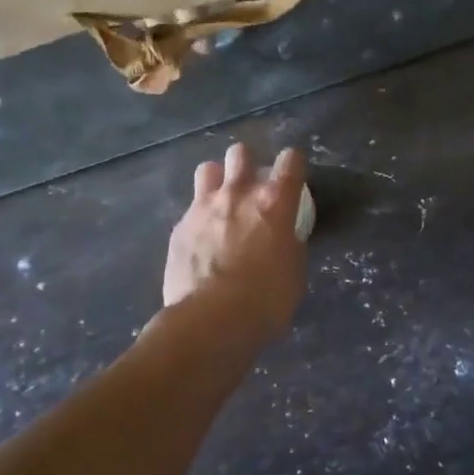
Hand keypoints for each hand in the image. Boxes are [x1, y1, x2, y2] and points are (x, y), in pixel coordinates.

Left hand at [163, 143, 308, 342]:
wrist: (209, 321)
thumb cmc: (265, 300)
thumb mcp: (294, 272)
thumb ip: (289, 244)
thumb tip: (283, 238)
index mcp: (274, 203)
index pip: (290, 161)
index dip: (293, 164)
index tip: (293, 175)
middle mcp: (238, 194)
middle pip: (241, 153)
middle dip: (247, 163)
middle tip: (251, 187)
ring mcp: (204, 208)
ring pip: (208, 169)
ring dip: (217, 180)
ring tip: (221, 201)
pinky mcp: (179, 228)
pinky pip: (191, 209)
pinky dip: (199, 217)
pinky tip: (201, 239)